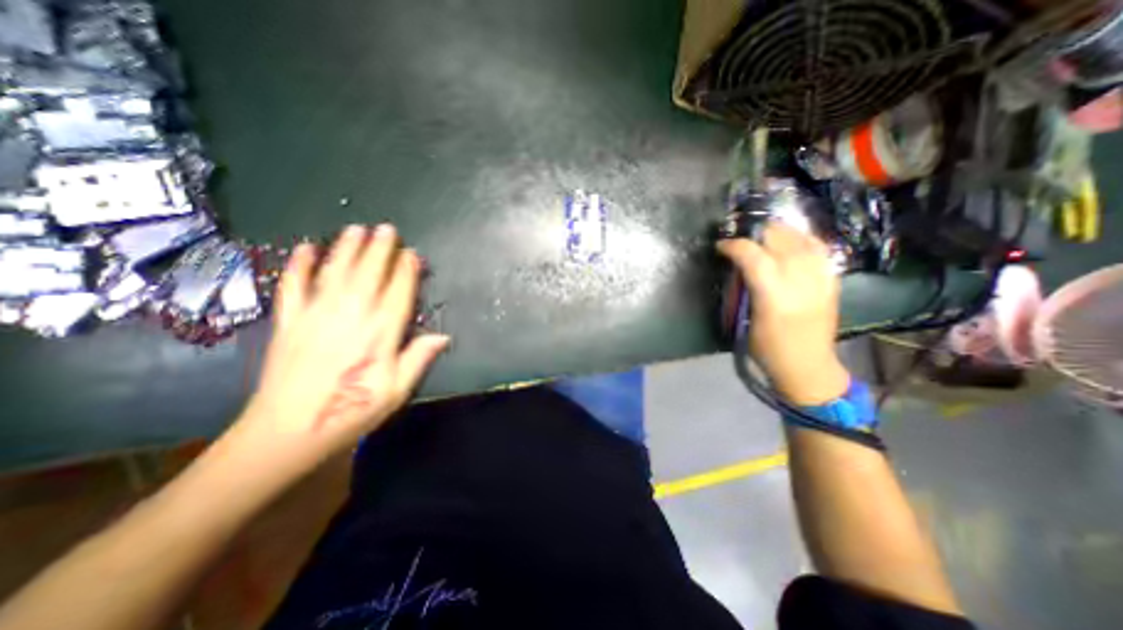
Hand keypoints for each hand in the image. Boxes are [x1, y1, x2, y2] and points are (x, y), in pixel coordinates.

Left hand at [227, 224, 448, 474]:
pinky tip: (305, 248)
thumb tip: (443, 336)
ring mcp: (315, 316)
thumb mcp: (396, 391)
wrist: (287, 432)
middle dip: (379, 249)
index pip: (398, 293)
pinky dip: (299, 265)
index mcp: (380, 334)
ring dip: (347, 248)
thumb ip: (418, 359)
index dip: (406, 271)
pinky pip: (292, 287)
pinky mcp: (288, 322)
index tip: (412, 254)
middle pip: (368, 274)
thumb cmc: (352, 412)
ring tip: (356, 228)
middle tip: (387, 228)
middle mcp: (351, 317)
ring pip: (335, 273)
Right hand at [719, 224, 852, 405]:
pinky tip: (792, 240)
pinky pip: (820, 248)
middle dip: (756, 233)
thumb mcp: (745, 320)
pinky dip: (803, 238)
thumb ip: (743, 289)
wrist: (808, 366)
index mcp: (773, 296)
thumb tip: (737, 266)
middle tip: (741, 239)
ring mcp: (820, 278)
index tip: (720, 246)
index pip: (753, 256)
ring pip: (801, 238)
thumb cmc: (767, 348)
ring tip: (763, 235)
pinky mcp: (832, 280)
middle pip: (779, 240)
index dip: (734, 245)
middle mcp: (800, 281)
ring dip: (779, 231)